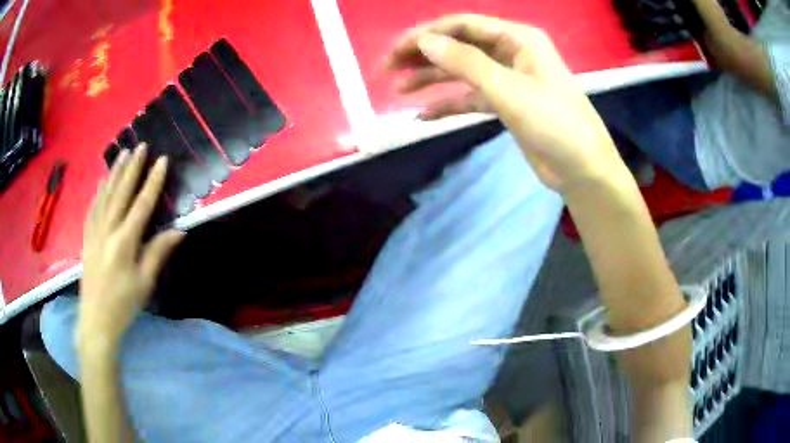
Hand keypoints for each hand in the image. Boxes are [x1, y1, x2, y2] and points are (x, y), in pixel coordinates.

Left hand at [77, 144, 182, 348]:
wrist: (95, 319)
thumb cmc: (123, 304)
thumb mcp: (144, 283)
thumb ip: (157, 253)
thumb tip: (178, 230)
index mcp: (124, 242)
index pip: (141, 205)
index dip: (152, 182)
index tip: (162, 161)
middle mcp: (107, 230)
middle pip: (121, 192)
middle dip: (132, 168)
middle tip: (141, 146)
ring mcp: (94, 231)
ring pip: (105, 195)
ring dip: (115, 172)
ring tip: (123, 153)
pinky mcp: (87, 236)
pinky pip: (93, 207)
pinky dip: (99, 191)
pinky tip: (102, 180)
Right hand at [386, 14, 629, 192]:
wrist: (582, 169)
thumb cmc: (554, 122)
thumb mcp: (508, 89)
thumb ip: (465, 62)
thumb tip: (424, 41)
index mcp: (517, 38)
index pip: (463, 26)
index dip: (427, 34)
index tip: (397, 50)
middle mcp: (511, 52)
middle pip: (459, 46)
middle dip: (424, 55)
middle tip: (388, 68)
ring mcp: (507, 79)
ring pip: (462, 72)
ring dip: (432, 79)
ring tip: (399, 90)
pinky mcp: (505, 104)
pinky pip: (470, 97)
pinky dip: (449, 104)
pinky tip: (423, 115)